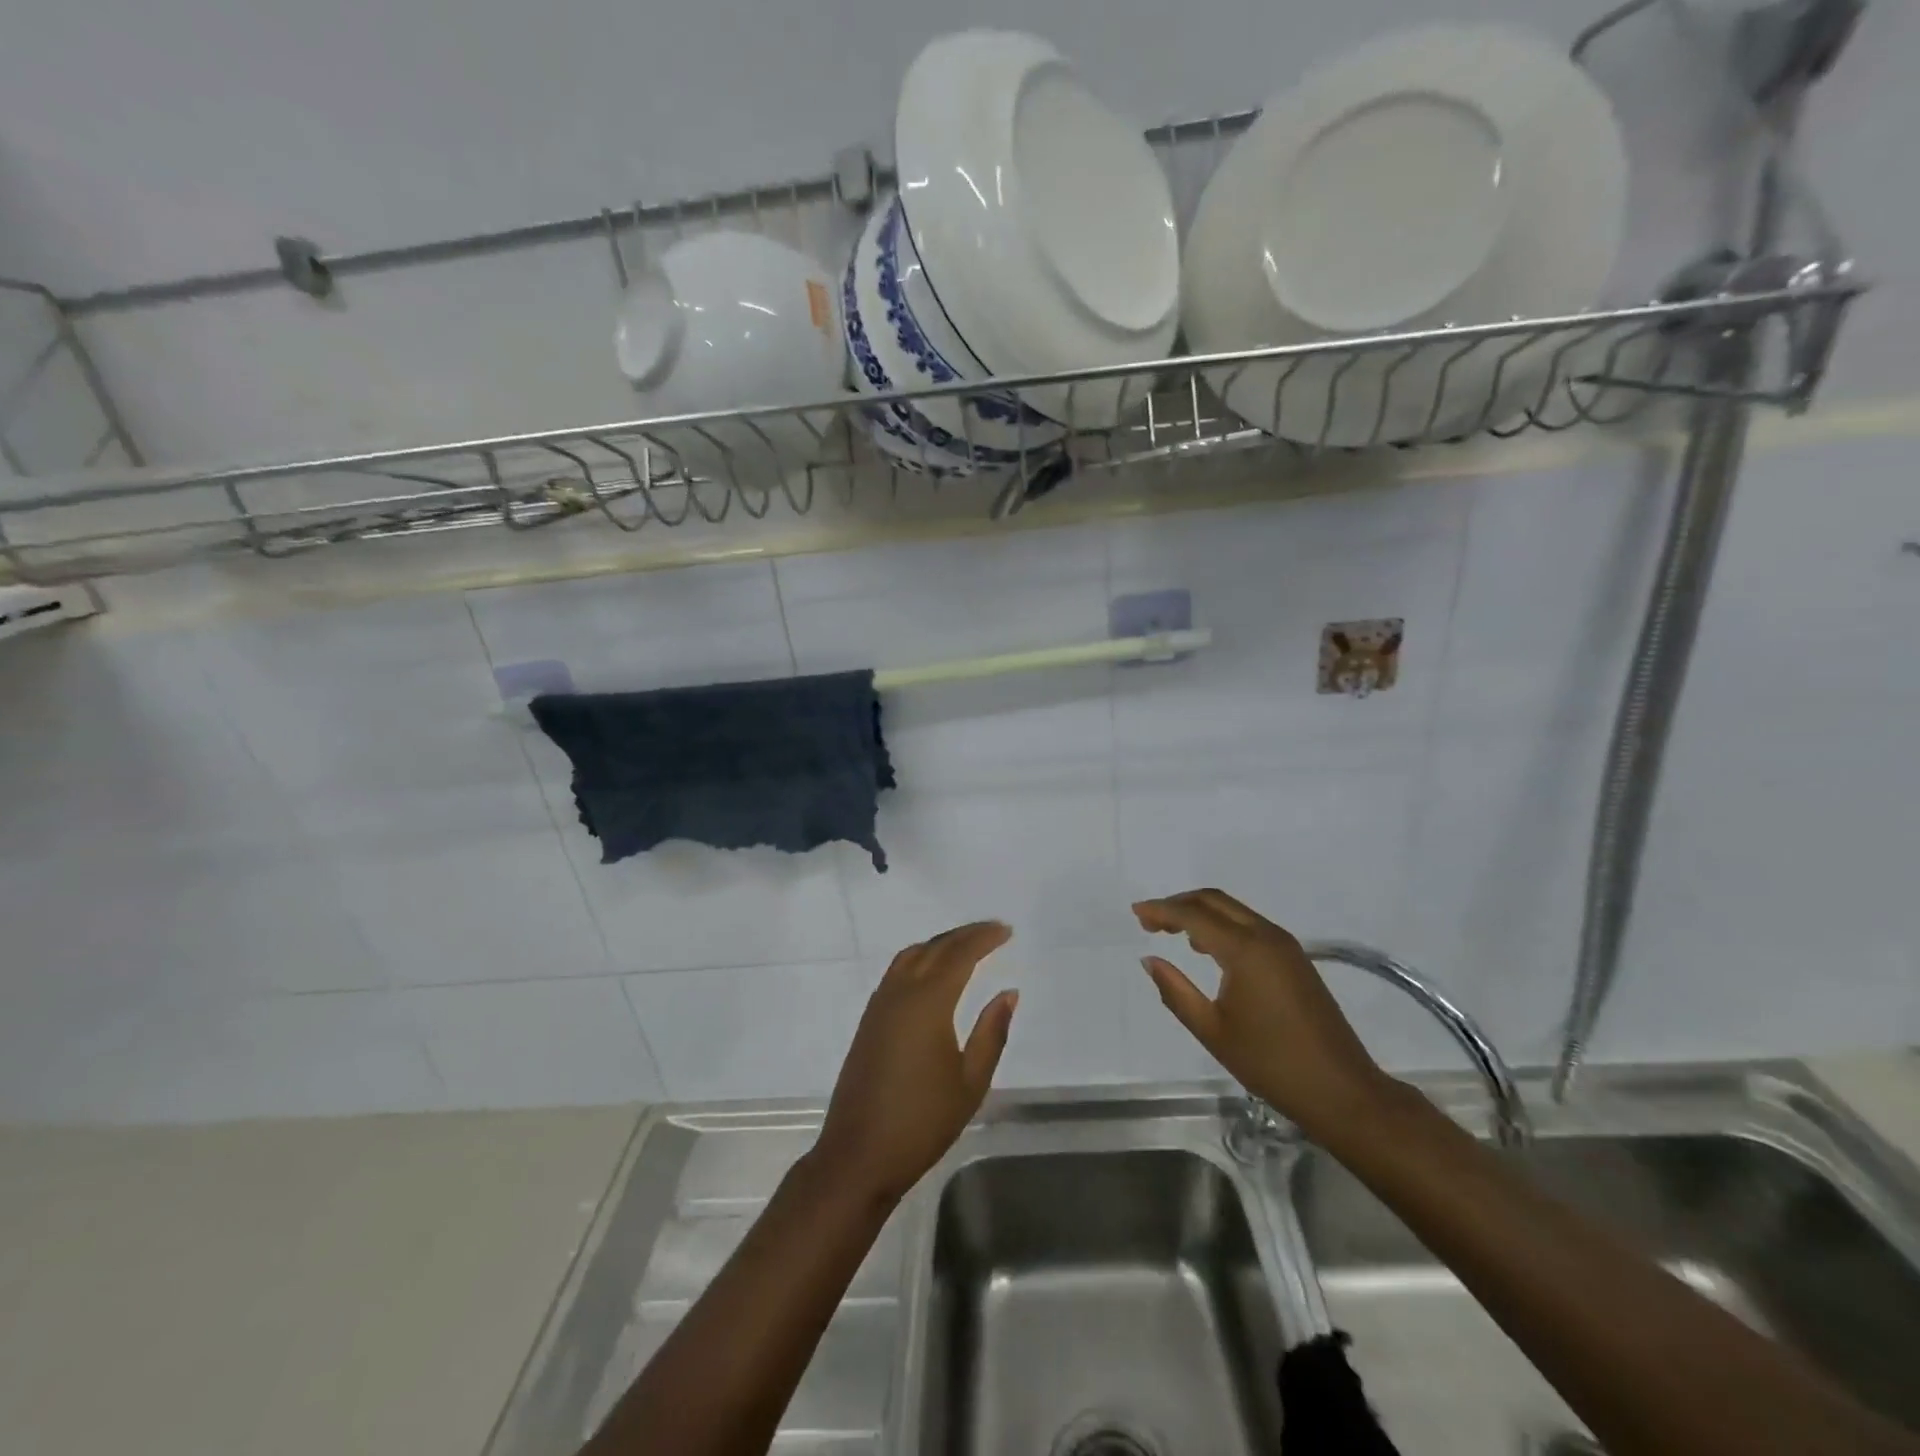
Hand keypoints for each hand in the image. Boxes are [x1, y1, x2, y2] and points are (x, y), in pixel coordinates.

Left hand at [813, 922, 1017, 1205]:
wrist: (859, 1154)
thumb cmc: (922, 1122)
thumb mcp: (970, 1082)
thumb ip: (991, 1032)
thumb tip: (1007, 993)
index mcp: (928, 1002)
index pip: (958, 954)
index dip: (983, 938)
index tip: (1006, 930)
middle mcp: (900, 993)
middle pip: (934, 948)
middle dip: (964, 935)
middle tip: (992, 931)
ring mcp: (880, 1005)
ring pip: (911, 955)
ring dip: (940, 944)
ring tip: (967, 946)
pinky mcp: (869, 1020)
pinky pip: (897, 971)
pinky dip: (920, 959)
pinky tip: (933, 973)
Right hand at [1135, 889, 1397, 1143]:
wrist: (1342, 1090)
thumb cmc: (1271, 1063)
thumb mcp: (1212, 1031)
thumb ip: (1175, 992)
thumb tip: (1150, 960)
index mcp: (1245, 950)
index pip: (1194, 915)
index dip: (1161, 910)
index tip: (1136, 913)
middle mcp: (1267, 936)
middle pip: (1215, 901)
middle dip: (1179, 904)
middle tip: (1150, 921)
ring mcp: (1285, 945)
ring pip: (1234, 910)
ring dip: (1201, 913)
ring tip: (1172, 932)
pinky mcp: (1295, 959)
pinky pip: (1250, 925)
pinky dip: (1223, 925)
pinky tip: (1208, 949)